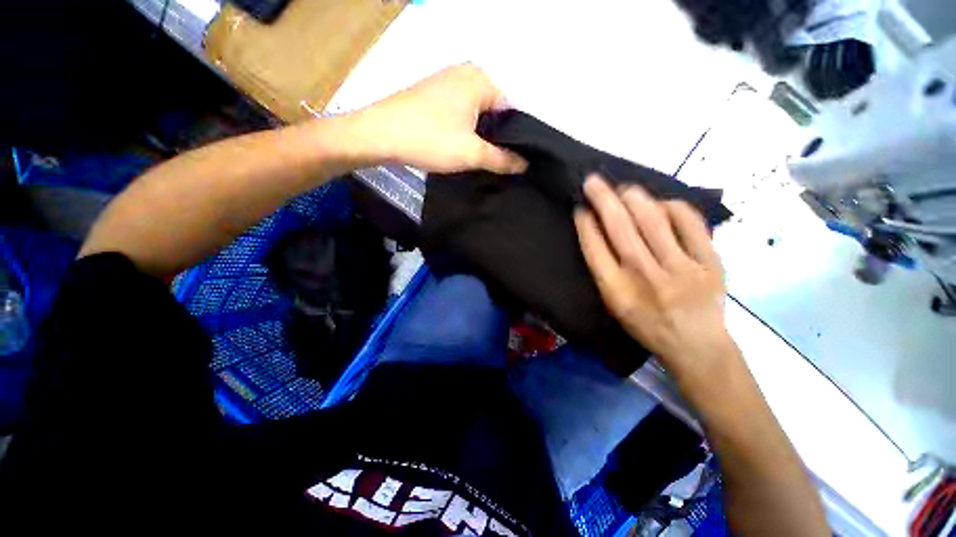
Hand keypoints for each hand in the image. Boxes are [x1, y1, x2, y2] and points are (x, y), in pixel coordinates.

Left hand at [350, 64, 527, 174]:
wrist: (379, 135)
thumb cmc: (430, 139)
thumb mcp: (472, 153)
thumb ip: (502, 159)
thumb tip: (524, 164)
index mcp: (481, 79)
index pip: (512, 110)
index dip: (515, 138)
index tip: (514, 162)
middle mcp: (466, 74)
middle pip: (495, 112)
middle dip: (497, 138)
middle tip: (498, 165)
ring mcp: (447, 83)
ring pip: (477, 115)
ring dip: (480, 137)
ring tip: (481, 160)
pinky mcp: (434, 96)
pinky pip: (461, 114)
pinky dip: (465, 131)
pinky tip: (462, 149)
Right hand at [574, 175, 734, 374]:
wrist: (696, 346)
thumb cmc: (646, 325)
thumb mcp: (614, 305)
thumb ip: (604, 270)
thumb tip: (598, 229)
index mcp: (617, 292)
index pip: (595, 248)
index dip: (585, 224)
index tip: (580, 207)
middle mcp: (646, 277)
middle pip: (620, 229)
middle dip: (603, 199)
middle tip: (593, 181)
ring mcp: (682, 269)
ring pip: (654, 220)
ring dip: (634, 198)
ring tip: (623, 188)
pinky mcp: (711, 263)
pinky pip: (690, 223)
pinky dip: (673, 207)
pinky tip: (662, 203)